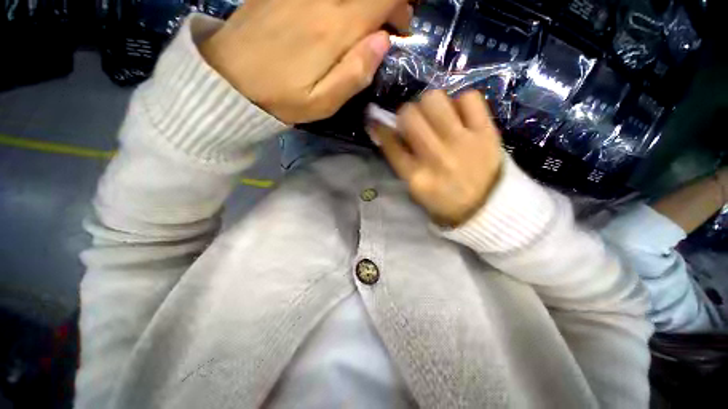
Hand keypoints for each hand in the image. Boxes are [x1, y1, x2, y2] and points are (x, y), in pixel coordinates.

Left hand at [200, 0, 411, 123]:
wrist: (227, 79)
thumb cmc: (279, 98)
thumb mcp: (323, 102)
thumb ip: (355, 73)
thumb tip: (383, 42)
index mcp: (332, 29)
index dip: (399, 8)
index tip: (399, 29)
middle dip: (384, 2)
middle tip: (385, 23)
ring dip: (361, 3)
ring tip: (362, 21)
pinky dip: (339, 1)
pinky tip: (337, 14)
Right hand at [368, 90, 502, 226]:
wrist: (487, 207)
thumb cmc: (446, 201)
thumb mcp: (416, 190)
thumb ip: (401, 162)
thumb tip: (388, 133)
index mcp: (416, 176)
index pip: (390, 143)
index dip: (380, 128)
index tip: (377, 121)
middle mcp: (436, 156)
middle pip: (409, 114)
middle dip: (406, 114)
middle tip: (414, 121)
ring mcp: (462, 142)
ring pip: (435, 99)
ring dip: (430, 105)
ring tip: (436, 116)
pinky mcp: (486, 132)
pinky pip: (469, 98)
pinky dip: (461, 103)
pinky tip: (460, 116)